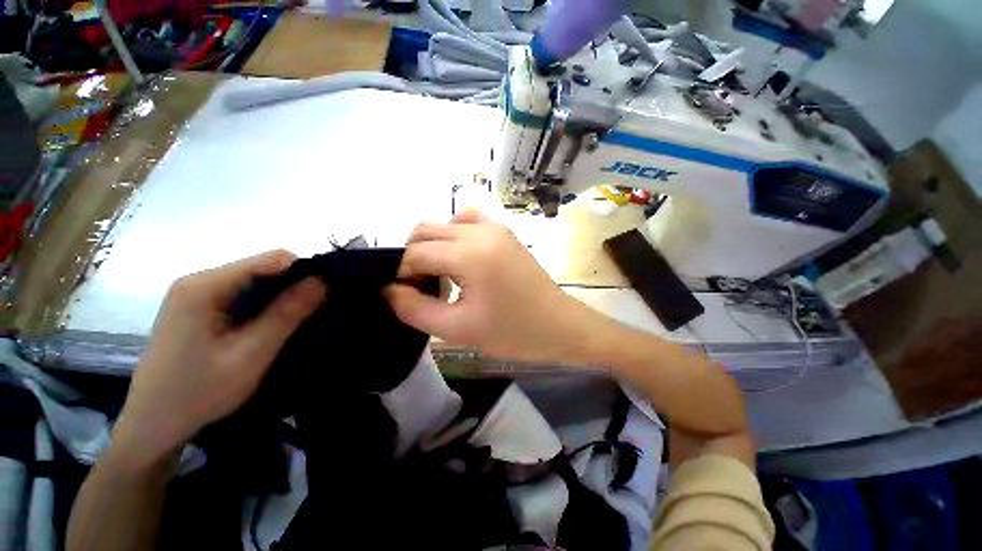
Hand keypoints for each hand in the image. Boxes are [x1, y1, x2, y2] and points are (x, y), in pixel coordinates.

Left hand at [113, 250, 324, 467]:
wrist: (153, 424)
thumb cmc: (198, 393)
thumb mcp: (250, 355)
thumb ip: (286, 315)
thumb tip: (322, 281)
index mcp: (204, 286)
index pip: (272, 259)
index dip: (303, 273)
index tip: (323, 296)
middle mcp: (199, 280)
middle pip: (263, 267)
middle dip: (293, 286)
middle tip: (311, 314)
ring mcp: (197, 292)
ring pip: (256, 280)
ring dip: (280, 297)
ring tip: (295, 322)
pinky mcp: (199, 305)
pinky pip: (243, 293)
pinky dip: (265, 305)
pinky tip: (270, 326)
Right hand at [386, 209, 606, 362]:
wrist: (559, 325)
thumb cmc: (512, 332)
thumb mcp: (457, 329)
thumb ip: (414, 309)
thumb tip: (389, 289)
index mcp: (469, 254)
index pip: (415, 253)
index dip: (402, 273)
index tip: (404, 294)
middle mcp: (480, 231)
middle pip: (426, 231)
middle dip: (413, 257)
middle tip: (420, 287)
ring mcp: (495, 227)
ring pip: (444, 224)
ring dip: (432, 245)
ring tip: (439, 274)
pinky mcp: (504, 232)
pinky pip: (468, 221)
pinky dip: (454, 234)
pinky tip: (459, 257)